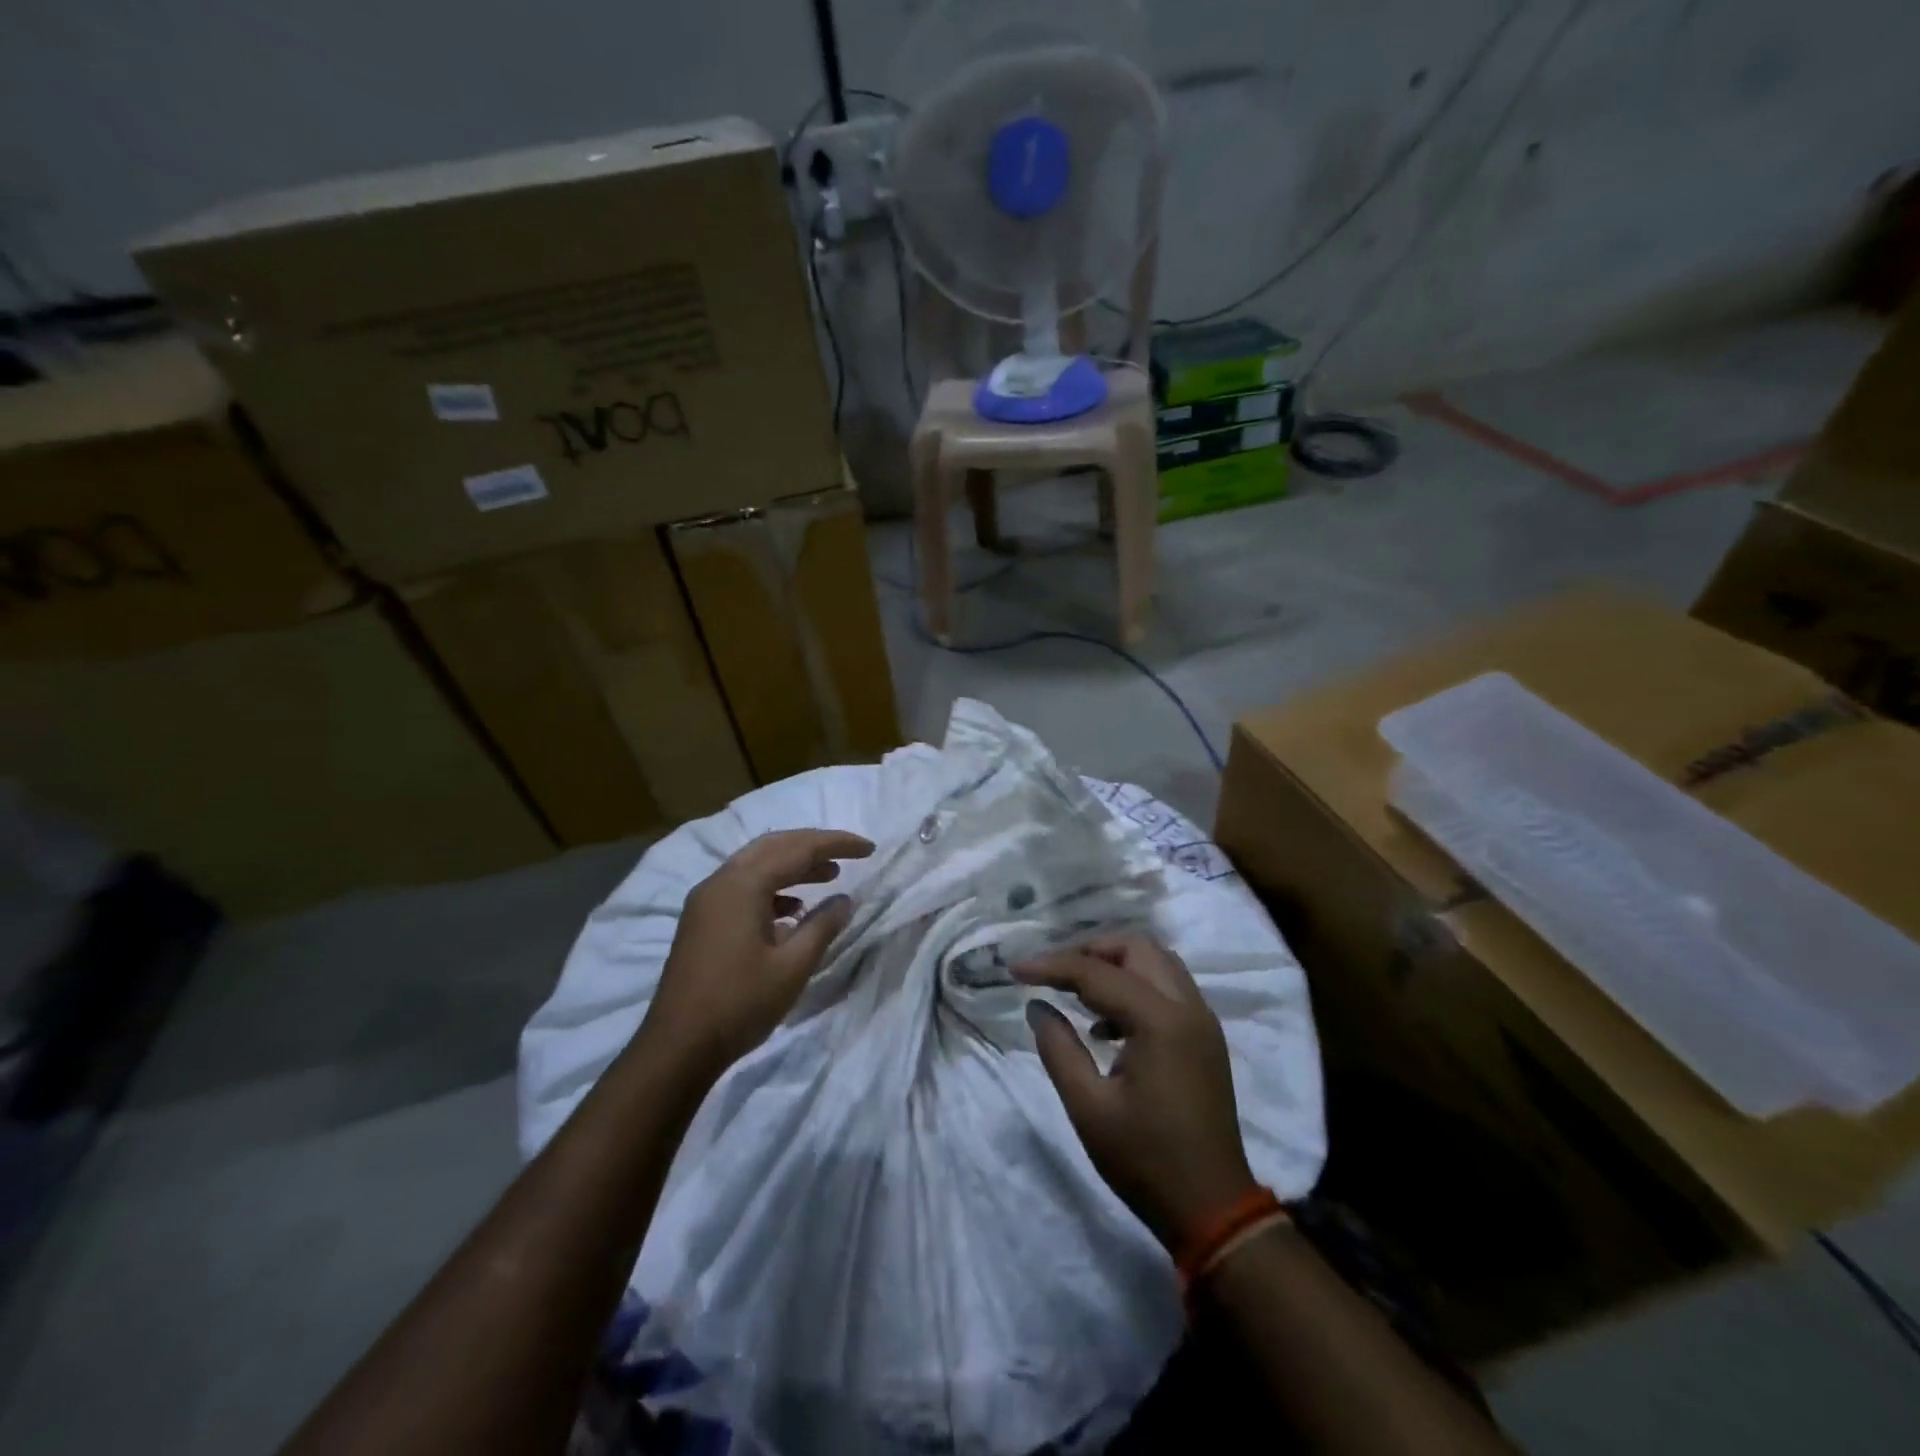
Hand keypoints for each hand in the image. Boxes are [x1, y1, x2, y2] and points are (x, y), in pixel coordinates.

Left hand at [644, 829, 873, 1074]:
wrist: (678, 1047)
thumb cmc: (740, 1003)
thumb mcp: (793, 967)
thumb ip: (822, 926)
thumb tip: (844, 900)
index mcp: (743, 885)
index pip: (798, 848)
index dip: (837, 844)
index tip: (869, 848)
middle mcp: (721, 881)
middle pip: (774, 846)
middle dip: (813, 846)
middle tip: (848, 855)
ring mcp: (706, 901)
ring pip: (756, 865)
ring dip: (793, 865)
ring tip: (829, 876)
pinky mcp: (701, 920)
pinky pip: (742, 887)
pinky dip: (772, 887)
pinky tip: (793, 909)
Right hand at [1016, 935, 1257, 1252]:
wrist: (1213, 1209)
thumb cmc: (1145, 1161)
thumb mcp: (1088, 1107)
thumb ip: (1058, 1048)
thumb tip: (1037, 1006)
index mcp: (1160, 1021)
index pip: (1097, 972)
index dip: (1051, 966)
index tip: (1014, 970)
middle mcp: (1188, 1007)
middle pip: (1136, 948)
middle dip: (1089, 951)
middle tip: (1052, 973)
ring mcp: (1203, 1021)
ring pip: (1157, 962)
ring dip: (1115, 965)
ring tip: (1076, 993)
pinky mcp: (1206, 1038)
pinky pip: (1169, 988)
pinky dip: (1136, 987)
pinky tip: (1106, 1026)